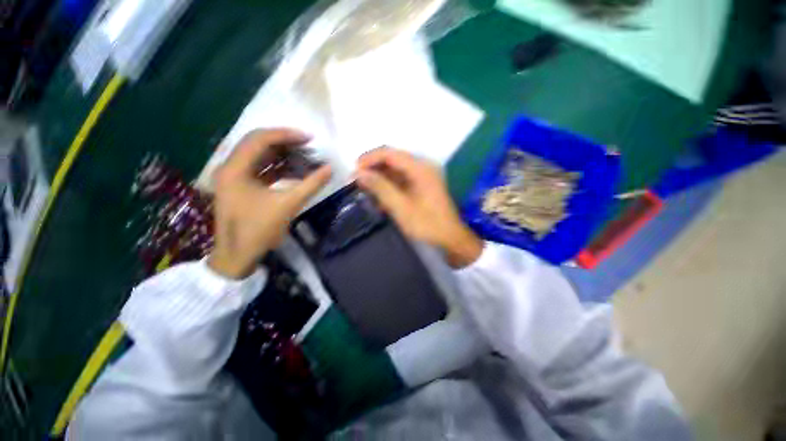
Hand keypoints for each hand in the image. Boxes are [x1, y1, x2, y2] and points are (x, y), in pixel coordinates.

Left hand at [208, 129, 331, 278]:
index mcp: (235, 169)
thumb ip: (311, 185)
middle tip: (308, 146)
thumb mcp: (288, 205)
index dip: (286, 135)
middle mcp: (230, 167)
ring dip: (283, 155)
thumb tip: (330, 169)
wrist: (237, 256)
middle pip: (258, 143)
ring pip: (260, 155)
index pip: (260, 139)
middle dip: (285, 142)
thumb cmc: (259, 230)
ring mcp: (234, 176)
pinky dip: (278, 167)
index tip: (309, 138)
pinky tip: (295, 170)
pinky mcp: (241, 186)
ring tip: (305, 156)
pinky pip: (261, 168)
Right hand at [356, 147, 482, 267]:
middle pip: (392, 159)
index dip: (369, 159)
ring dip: (380, 177)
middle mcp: (422, 166)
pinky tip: (380, 195)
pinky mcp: (422, 184)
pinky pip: (401, 179)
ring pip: (396, 169)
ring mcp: (423, 175)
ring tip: (365, 188)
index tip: (354, 171)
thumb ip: (380, 188)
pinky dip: (389, 184)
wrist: (449, 237)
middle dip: (373, 168)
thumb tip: (359, 174)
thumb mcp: (400, 207)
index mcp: (419, 168)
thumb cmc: (426, 224)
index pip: (389, 153)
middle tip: (357, 181)